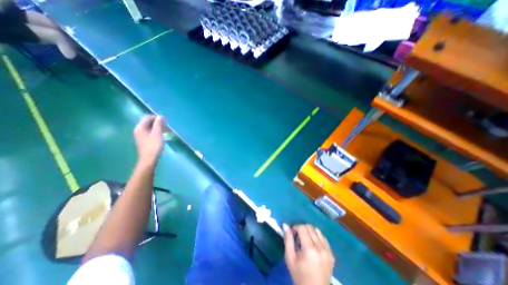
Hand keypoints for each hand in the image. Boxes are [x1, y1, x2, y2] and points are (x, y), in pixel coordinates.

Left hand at [133, 114, 165, 163]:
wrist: (149, 159)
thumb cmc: (153, 145)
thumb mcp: (157, 133)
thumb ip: (158, 124)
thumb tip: (160, 116)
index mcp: (140, 127)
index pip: (147, 117)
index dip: (156, 117)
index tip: (165, 120)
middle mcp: (138, 130)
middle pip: (148, 122)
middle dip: (157, 122)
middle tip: (166, 125)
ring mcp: (140, 135)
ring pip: (149, 127)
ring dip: (157, 127)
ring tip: (165, 130)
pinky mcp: (143, 140)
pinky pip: (149, 132)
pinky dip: (155, 131)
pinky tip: (161, 135)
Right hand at [284, 224, 335, 284]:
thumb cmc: (299, 276)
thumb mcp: (290, 258)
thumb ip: (288, 240)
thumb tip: (285, 225)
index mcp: (309, 249)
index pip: (302, 228)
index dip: (295, 228)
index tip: (292, 235)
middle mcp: (320, 247)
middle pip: (310, 227)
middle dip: (302, 229)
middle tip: (298, 239)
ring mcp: (328, 251)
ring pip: (317, 230)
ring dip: (309, 232)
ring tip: (305, 242)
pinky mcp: (331, 254)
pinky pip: (323, 237)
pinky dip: (317, 236)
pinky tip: (313, 245)